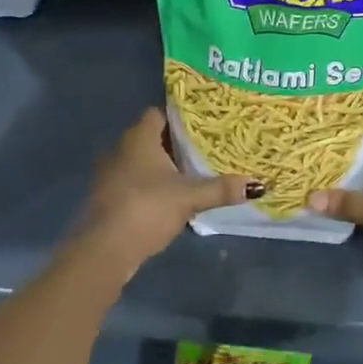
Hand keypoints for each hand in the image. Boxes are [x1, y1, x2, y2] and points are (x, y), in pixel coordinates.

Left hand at [76, 109, 255, 272]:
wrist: (104, 249)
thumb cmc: (146, 208)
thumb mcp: (189, 197)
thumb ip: (221, 188)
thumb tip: (258, 184)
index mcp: (138, 137)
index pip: (158, 114)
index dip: (179, 118)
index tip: (202, 125)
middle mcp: (120, 148)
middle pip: (151, 138)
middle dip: (174, 144)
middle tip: (203, 149)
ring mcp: (110, 174)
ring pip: (141, 162)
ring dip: (161, 168)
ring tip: (191, 173)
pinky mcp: (108, 198)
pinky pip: (133, 182)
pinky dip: (150, 186)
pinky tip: (169, 199)